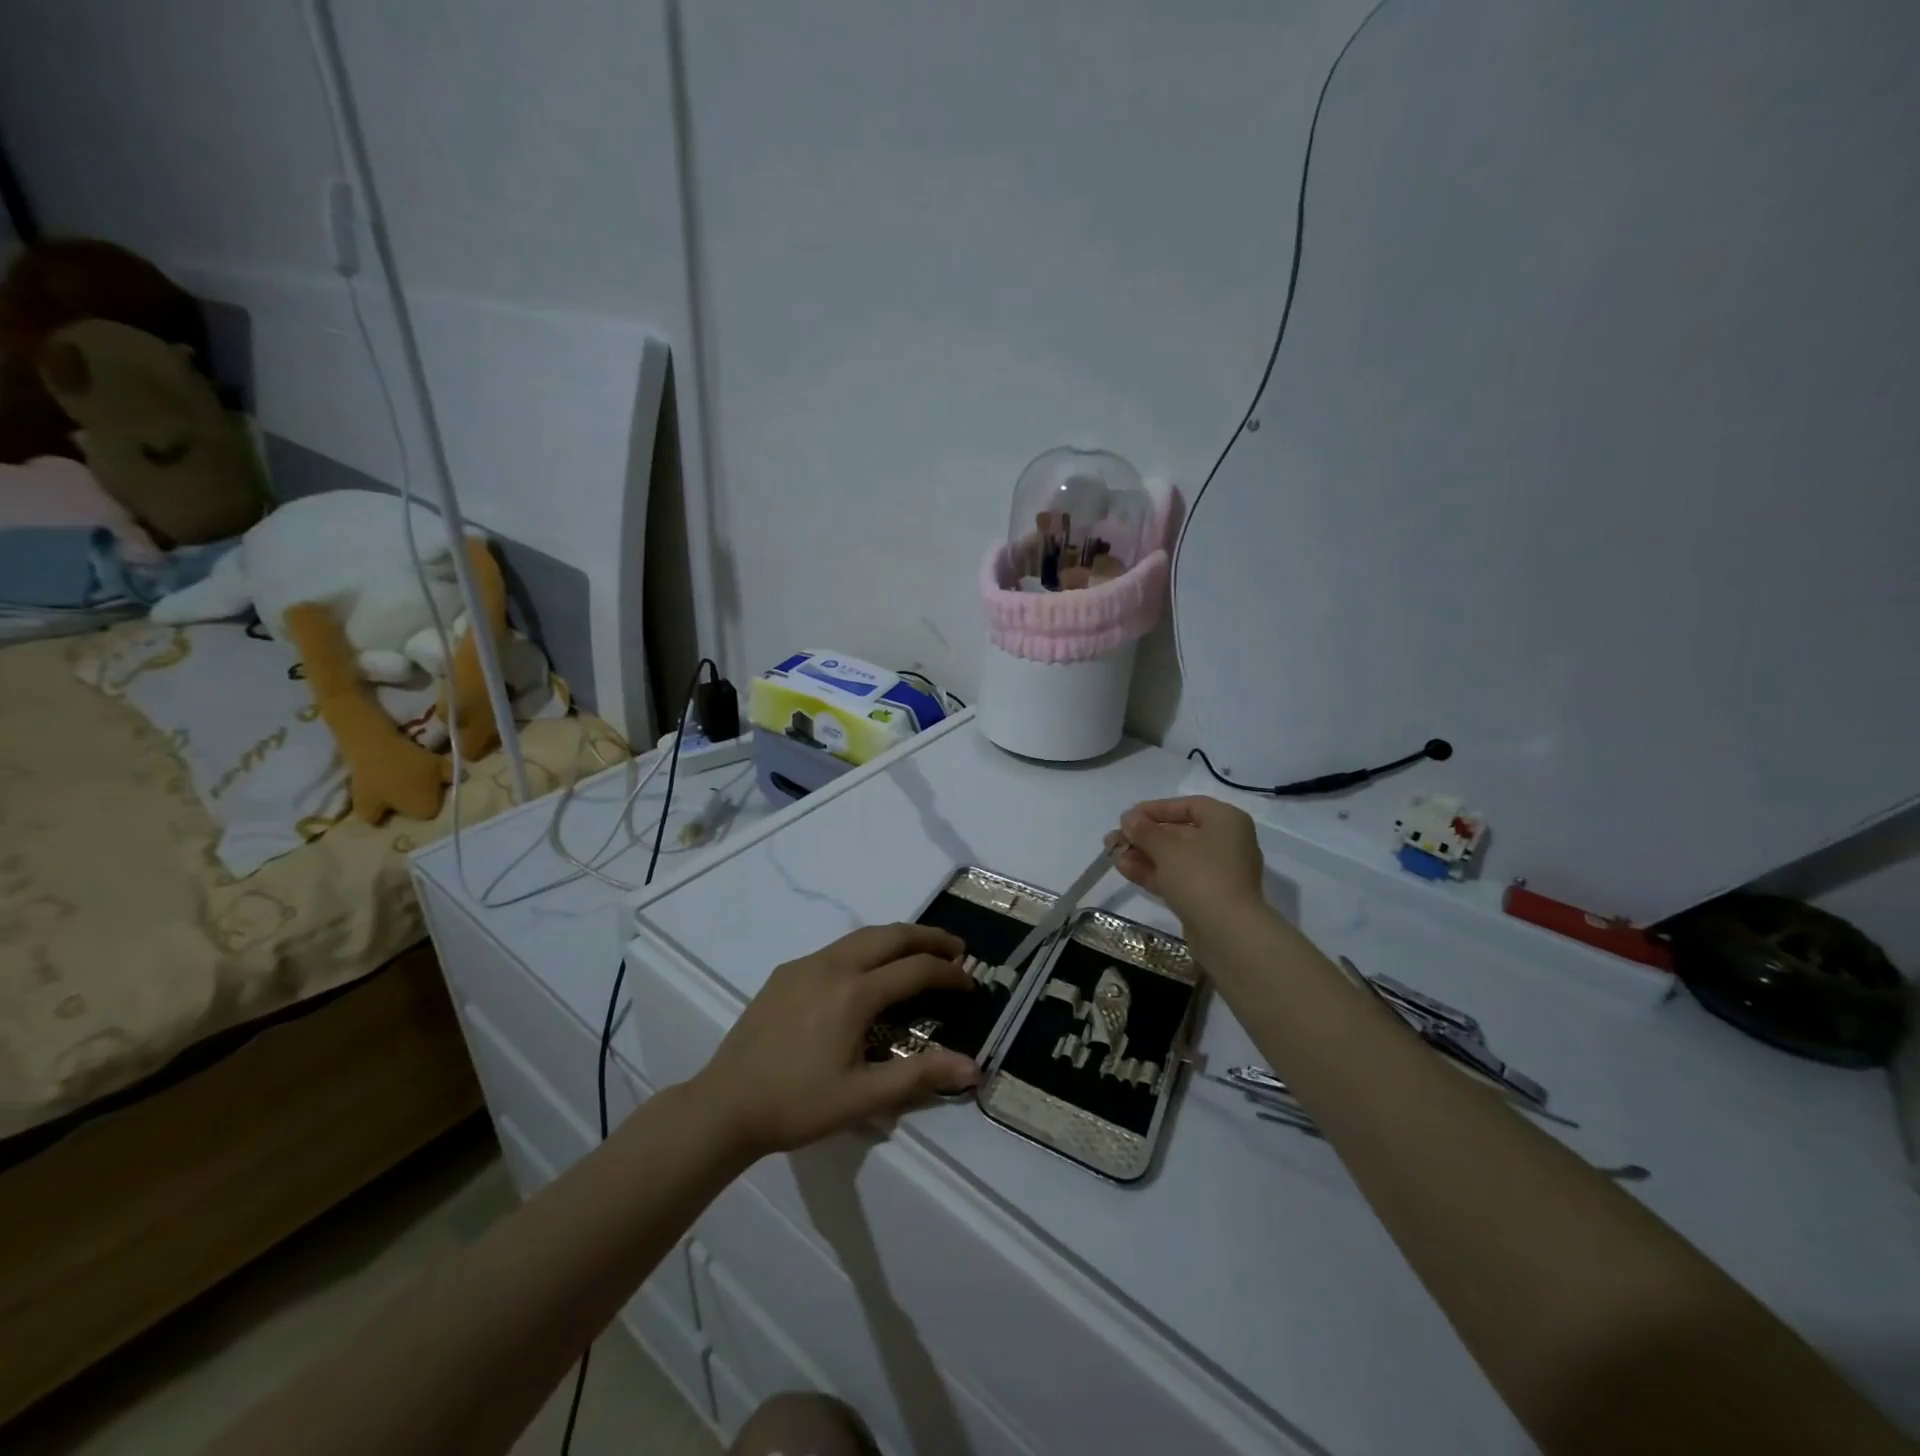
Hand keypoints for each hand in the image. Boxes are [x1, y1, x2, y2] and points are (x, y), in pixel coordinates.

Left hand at [688, 924, 980, 1159]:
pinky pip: (837, 947)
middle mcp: (832, 965)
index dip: (949, 973)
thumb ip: (920, 1076)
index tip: (971, 981)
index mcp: (854, 993)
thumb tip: (974, 1067)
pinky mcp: (786, 972)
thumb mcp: (863, 1098)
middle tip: (957, 949)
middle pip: (891, 935)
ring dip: (898, 938)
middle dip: (928, 938)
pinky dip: (867, 948)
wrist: (725, 1105)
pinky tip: (869, 970)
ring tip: (920, 952)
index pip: (916, 969)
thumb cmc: (797, 1104)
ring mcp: (806, 964)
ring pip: (862, 936)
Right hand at [1113, 795, 1265, 929]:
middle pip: (1179, 833)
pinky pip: (1177, 877)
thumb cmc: (1200, 876)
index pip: (1188, 806)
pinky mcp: (1207, 897)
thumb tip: (1129, 818)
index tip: (1129, 816)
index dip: (1156, 809)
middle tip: (1114, 838)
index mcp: (1226, 821)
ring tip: (1112, 854)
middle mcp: (1226, 843)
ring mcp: (1217, 873)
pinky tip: (1124, 869)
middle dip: (1144, 836)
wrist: (1228, 933)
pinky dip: (1153, 872)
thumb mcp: (1167, 848)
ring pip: (1175, 857)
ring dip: (1143, 854)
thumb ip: (1145, 830)